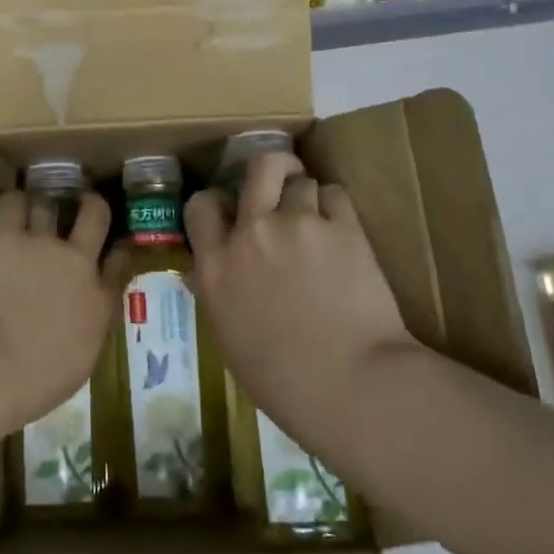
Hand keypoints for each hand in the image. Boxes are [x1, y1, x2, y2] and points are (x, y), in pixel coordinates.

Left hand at [0, 189, 124, 436]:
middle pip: (95, 216)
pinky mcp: (5, 233)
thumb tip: (85, 316)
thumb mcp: (77, 365)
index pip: (120, 262)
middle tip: (84, 201)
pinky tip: (8, 207)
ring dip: (44, 205)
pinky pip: (13, 202)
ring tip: (35, 207)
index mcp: (98, 302)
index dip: (118, 249)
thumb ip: (87, 330)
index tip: (115, 245)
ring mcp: (42, 242)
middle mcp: (77, 262)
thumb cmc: (31, 384)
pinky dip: (13, 202)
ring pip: (50, 203)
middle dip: (91, 205)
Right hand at [185, 153, 418, 457]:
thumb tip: (201, 274)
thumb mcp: (230, 340)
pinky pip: (336, 196)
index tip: (229, 211)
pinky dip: (337, 209)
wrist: (352, 386)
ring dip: (308, 197)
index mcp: (217, 265)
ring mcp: (298, 223)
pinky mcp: (343, 226)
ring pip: (302, 181)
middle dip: (271, 168)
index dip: (215, 202)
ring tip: (320, 222)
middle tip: (281, 182)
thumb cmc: (283, 381)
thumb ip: (216, 294)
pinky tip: (343, 233)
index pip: (201, 205)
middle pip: (258, 167)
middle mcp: (253, 231)